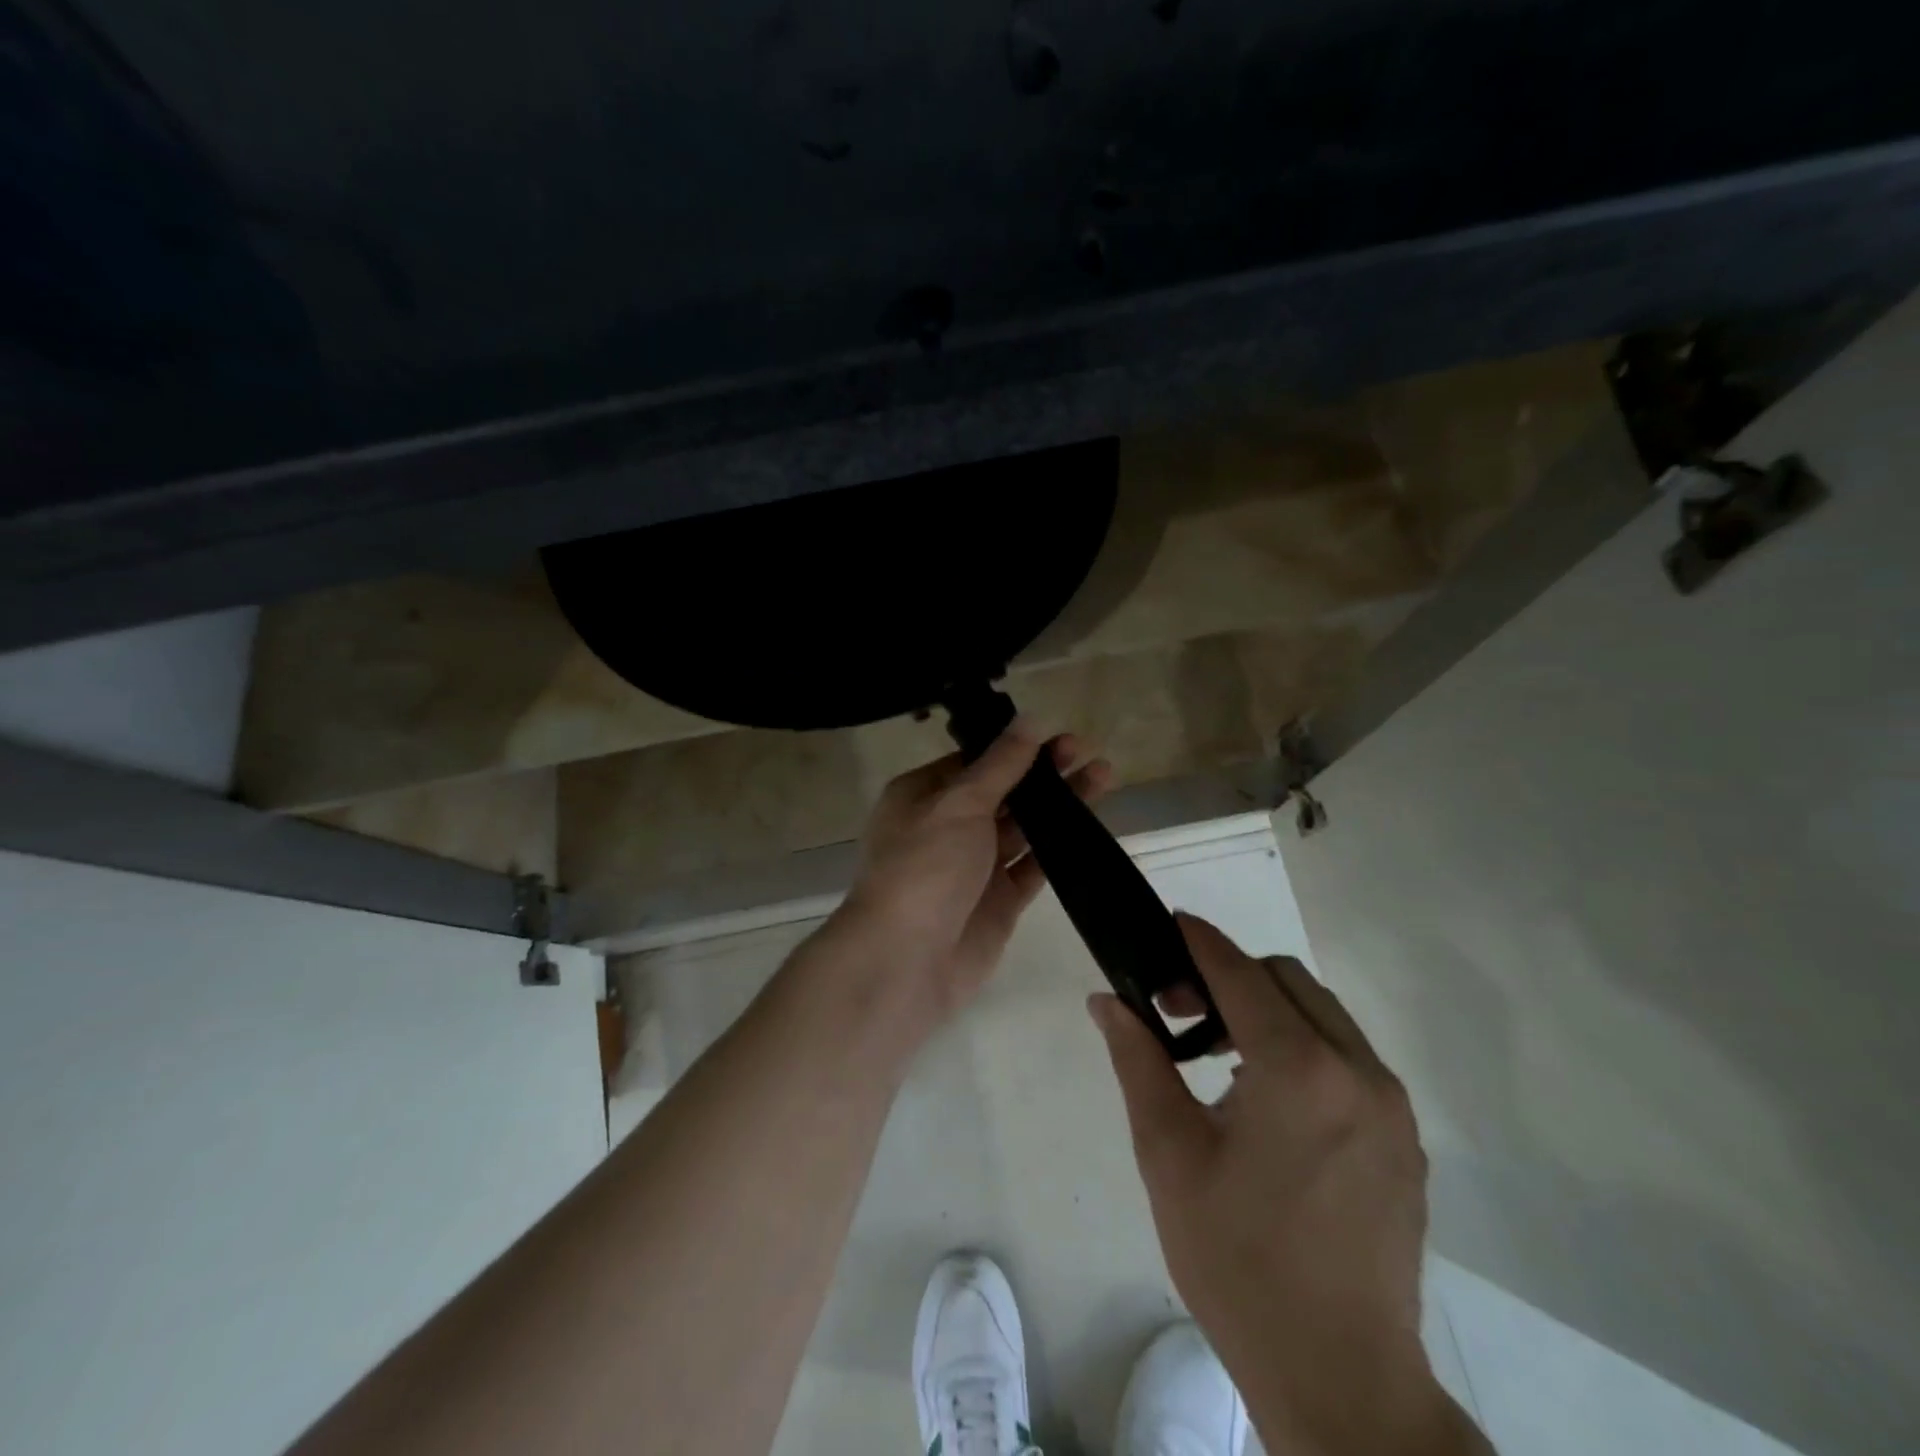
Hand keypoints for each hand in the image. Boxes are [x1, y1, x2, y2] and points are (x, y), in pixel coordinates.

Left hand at [810, 721, 1110, 1047]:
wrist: (905, 962)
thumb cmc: (924, 868)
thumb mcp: (959, 804)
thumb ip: (1000, 765)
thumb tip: (1030, 720)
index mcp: (921, 796)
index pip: (973, 761)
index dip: (1013, 746)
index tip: (1054, 732)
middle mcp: (945, 827)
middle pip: (1002, 791)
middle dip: (1041, 771)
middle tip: (1084, 750)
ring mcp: (974, 866)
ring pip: (1022, 827)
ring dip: (1058, 803)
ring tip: (1103, 775)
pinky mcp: (999, 901)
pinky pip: (1033, 866)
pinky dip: (1059, 847)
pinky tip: (1090, 825)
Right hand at [1090, 915, 1487, 1455]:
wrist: (1340, 1377)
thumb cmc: (1237, 1261)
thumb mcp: (1169, 1154)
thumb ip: (1138, 1062)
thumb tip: (1107, 1001)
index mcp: (1299, 1070)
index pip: (1240, 972)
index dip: (1198, 940)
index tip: (1167, 923)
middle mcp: (1357, 1071)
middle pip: (1287, 980)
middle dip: (1229, 975)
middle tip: (1179, 1011)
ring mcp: (1390, 1105)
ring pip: (1323, 1013)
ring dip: (1268, 1009)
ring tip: (1219, 1054)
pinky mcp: (1404, 1137)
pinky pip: (1348, 1056)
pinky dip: (1303, 1045)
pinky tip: (1267, 1097)